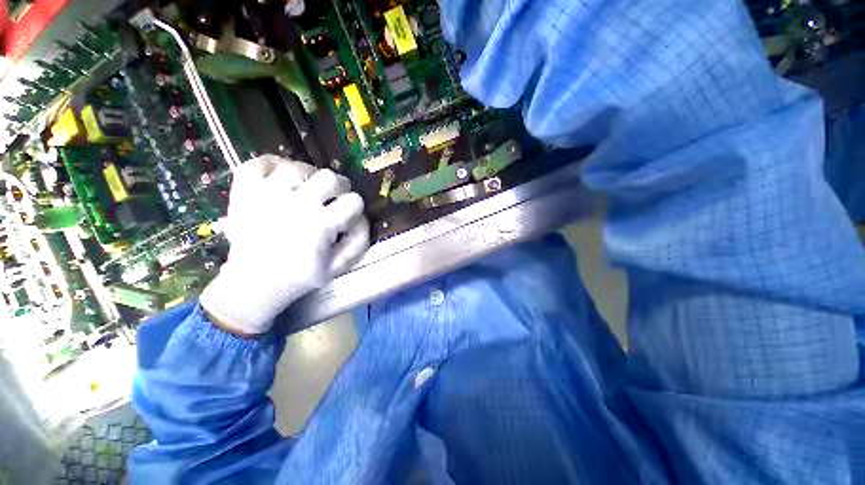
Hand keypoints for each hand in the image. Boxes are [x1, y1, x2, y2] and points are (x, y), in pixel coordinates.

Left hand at [200, 155, 369, 335]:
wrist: (253, 284)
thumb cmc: (299, 276)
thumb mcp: (338, 267)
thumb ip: (359, 242)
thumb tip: (363, 219)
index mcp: (321, 225)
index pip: (353, 200)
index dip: (355, 205)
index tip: (347, 213)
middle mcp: (297, 204)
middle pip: (329, 177)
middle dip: (337, 186)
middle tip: (331, 197)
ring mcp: (267, 194)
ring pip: (298, 166)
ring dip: (308, 176)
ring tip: (307, 189)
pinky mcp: (245, 191)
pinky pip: (260, 162)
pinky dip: (273, 164)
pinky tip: (281, 177)